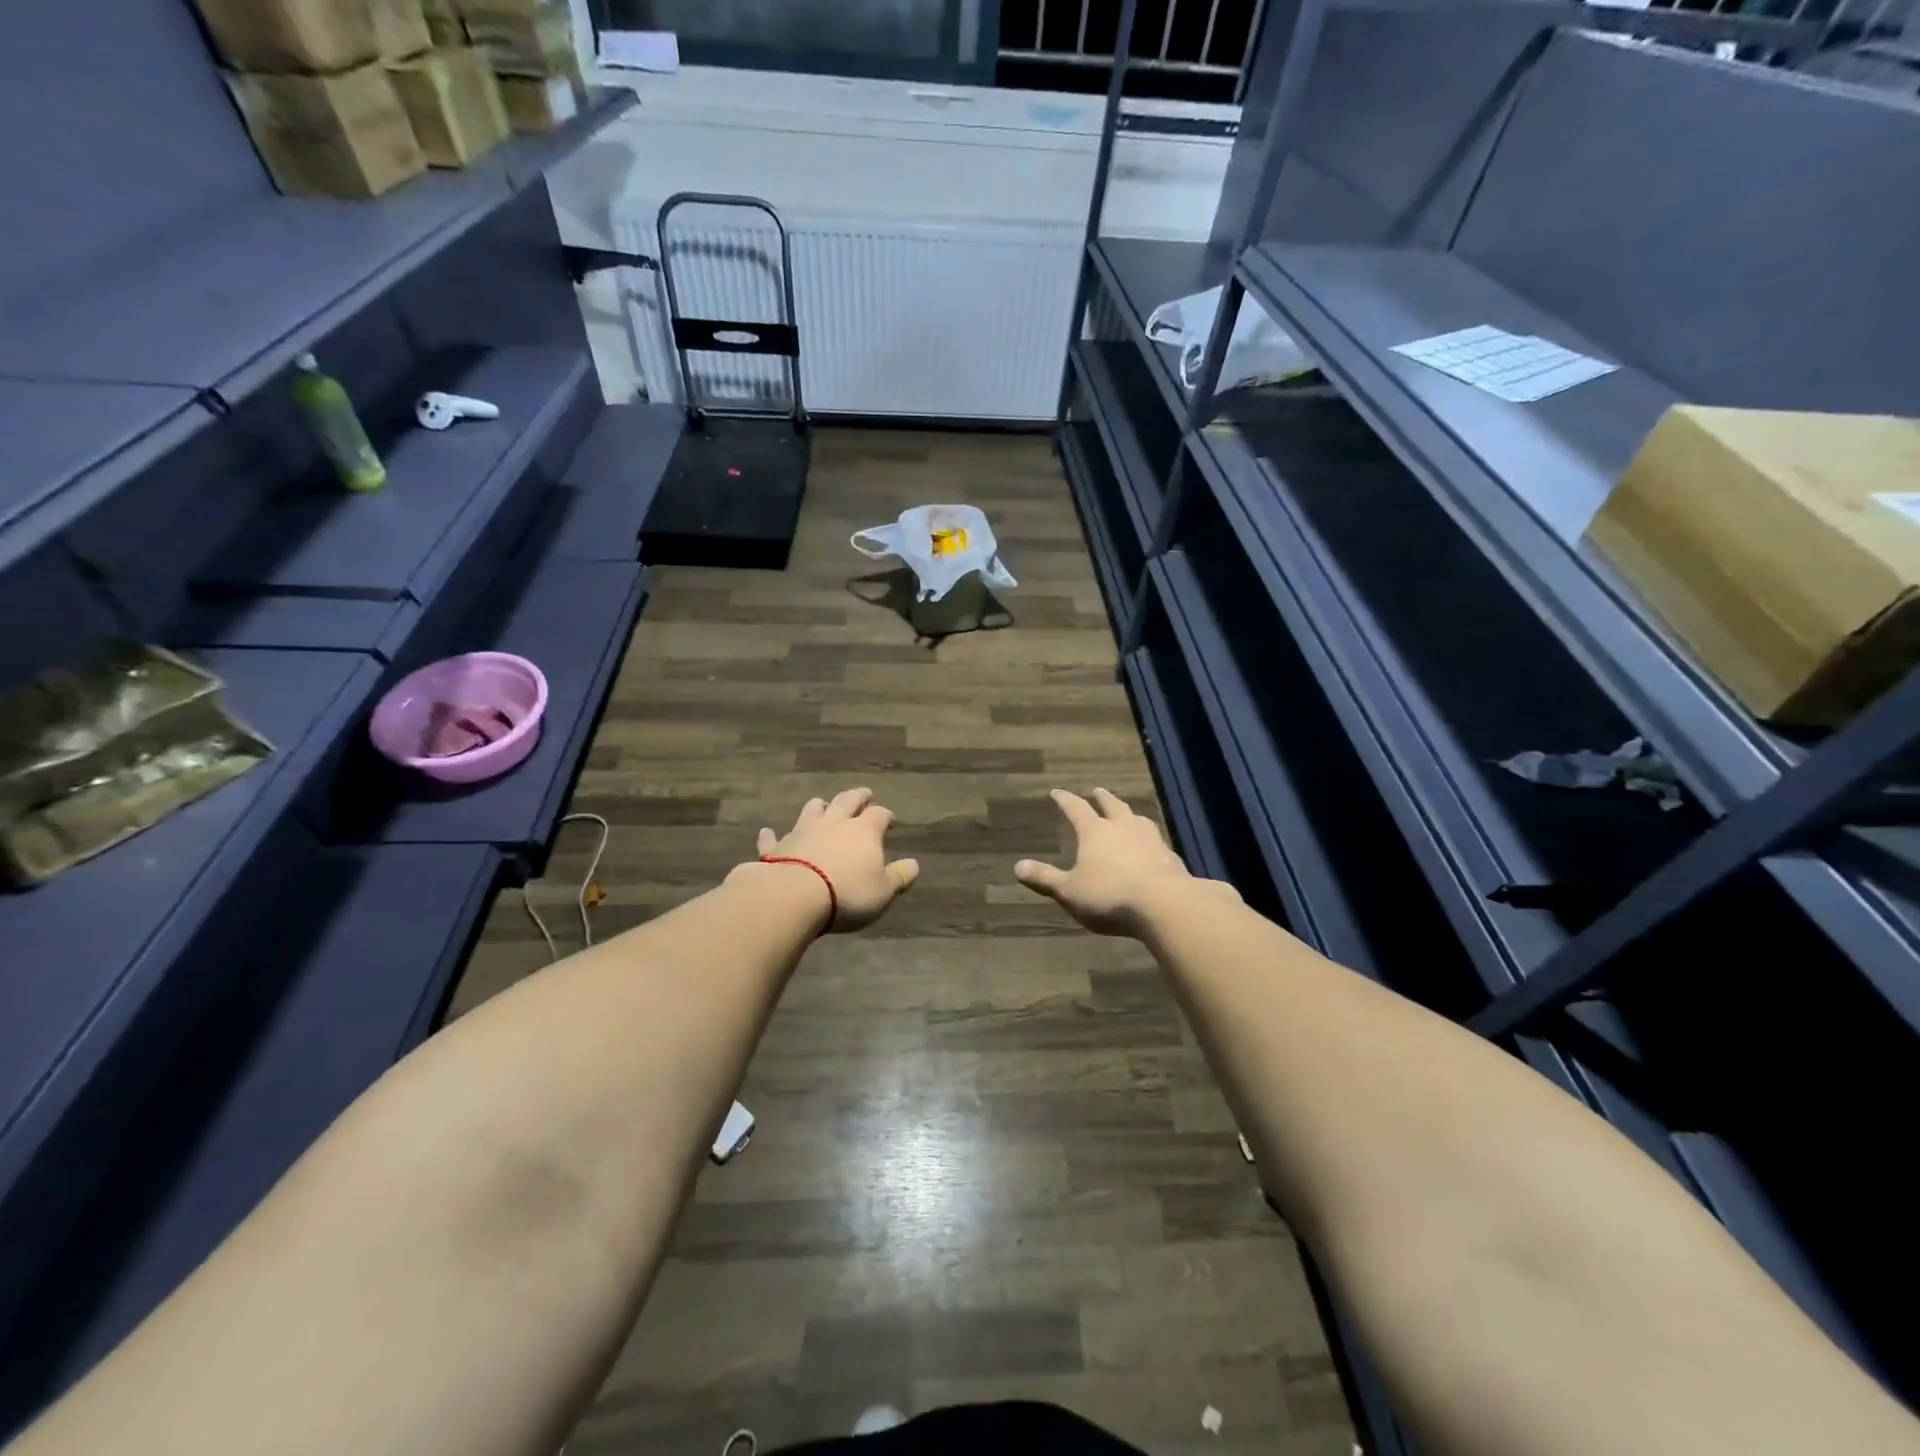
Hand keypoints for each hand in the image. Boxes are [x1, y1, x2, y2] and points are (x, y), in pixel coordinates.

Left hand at [750, 788, 919, 933]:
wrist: (794, 896)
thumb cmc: (847, 894)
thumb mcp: (883, 891)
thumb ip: (899, 877)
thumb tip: (914, 864)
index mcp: (863, 831)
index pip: (879, 815)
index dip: (886, 815)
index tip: (890, 819)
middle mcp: (834, 823)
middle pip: (847, 801)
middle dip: (857, 796)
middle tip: (864, 793)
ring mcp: (802, 832)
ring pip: (812, 811)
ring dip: (818, 807)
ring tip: (822, 804)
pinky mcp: (776, 848)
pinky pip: (773, 838)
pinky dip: (772, 835)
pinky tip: (767, 832)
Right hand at [1015, 787, 1237, 937]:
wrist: (1165, 905)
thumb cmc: (1109, 895)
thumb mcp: (1069, 891)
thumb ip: (1045, 878)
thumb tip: (1018, 866)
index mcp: (1095, 832)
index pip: (1076, 809)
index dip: (1065, 800)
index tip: (1057, 792)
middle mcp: (1123, 828)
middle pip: (1112, 806)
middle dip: (1103, 798)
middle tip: (1098, 790)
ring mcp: (1151, 840)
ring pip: (1138, 819)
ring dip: (1130, 814)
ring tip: (1128, 814)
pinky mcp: (1170, 857)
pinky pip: (1157, 841)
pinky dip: (1149, 840)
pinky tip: (1152, 848)